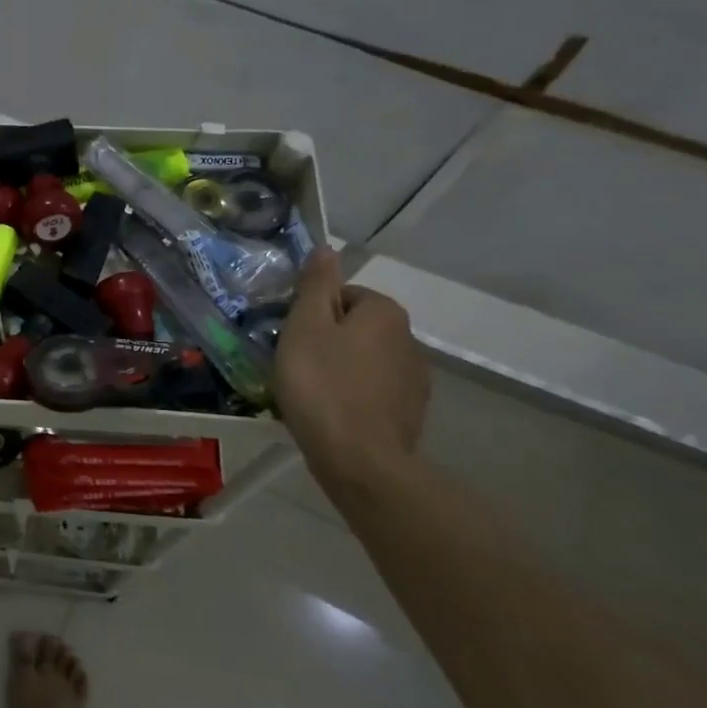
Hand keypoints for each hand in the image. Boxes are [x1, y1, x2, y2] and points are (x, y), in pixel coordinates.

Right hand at [276, 247, 428, 481]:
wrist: (359, 460)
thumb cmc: (322, 384)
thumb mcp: (305, 326)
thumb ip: (315, 285)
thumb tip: (326, 248)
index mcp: (384, 312)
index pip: (343, 295)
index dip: (312, 313)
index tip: (292, 337)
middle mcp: (408, 339)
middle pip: (355, 327)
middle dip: (327, 340)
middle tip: (295, 364)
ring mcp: (414, 379)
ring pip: (365, 360)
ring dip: (341, 369)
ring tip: (311, 393)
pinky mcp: (410, 413)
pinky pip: (373, 392)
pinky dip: (353, 396)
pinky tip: (332, 414)